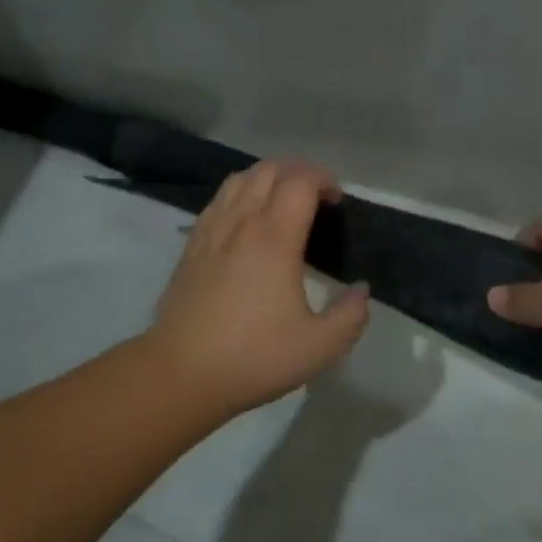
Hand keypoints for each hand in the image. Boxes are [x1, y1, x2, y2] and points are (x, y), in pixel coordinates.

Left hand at [147, 159, 370, 415]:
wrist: (181, 373)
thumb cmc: (253, 357)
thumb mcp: (318, 347)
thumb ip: (350, 316)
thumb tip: (360, 290)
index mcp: (274, 238)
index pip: (300, 181)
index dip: (324, 179)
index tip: (337, 201)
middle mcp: (241, 222)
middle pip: (269, 169)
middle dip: (298, 172)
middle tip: (316, 198)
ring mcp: (211, 230)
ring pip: (240, 179)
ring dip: (267, 178)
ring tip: (282, 202)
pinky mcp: (191, 245)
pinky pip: (218, 200)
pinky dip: (239, 194)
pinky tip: (246, 221)